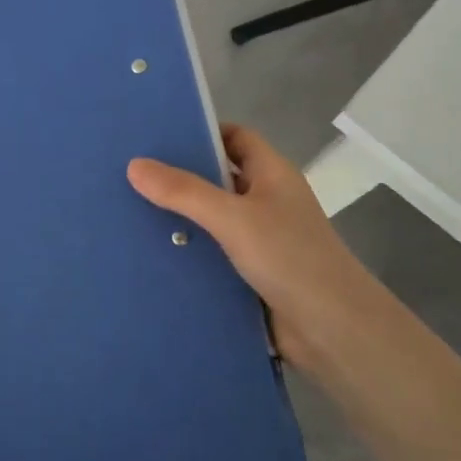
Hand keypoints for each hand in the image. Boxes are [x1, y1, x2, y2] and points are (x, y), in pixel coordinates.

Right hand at [128, 125, 383, 378]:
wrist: (332, 329)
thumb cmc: (289, 258)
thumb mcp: (233, 218)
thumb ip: (184, 192)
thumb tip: (134, 165)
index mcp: (272, 175)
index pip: (236, 137)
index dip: (202, 131)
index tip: (158, 136)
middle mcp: (267, 202)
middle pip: (218, 179)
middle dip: (180, 177)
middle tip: (129, 175)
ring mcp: (260, 240)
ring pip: (212, 221)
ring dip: (180, 221)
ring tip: (128, 214)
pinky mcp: (250, 275)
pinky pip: (212, 255)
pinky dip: (188, 254)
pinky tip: (150, 257)